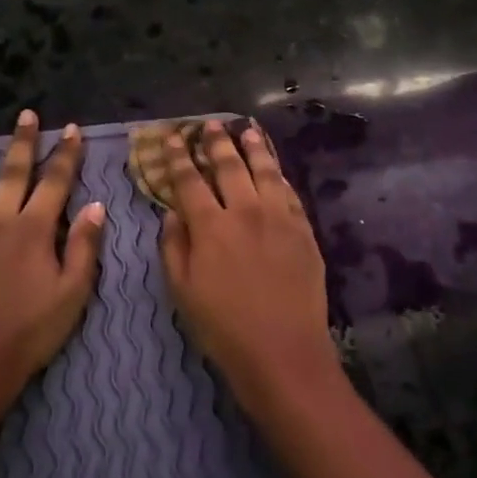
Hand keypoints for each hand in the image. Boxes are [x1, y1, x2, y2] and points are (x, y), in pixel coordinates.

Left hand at [0, 110, 104, 399]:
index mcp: (34, 229)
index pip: (55, 181)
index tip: (71, 129)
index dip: (66, 154)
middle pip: (12, 172)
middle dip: (22, 141)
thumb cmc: (29, 332)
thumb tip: (97, 206)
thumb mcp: (72, 294)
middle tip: (26, 114)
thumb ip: (85, 247)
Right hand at [159, 120, 345, 420]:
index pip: (190, 180)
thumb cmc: (223, 328)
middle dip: (217, 142)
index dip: (180, 157)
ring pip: (265, 171)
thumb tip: (172, 213)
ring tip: (247, 129)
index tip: (174, 137)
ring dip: (253, 147)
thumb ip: (174, 246)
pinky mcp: (304, 230)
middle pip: (229, 166)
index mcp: (211, 226)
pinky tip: (275, 168)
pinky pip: (289, 192)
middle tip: (210, 125)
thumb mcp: (182, 291)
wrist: (283, 352)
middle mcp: (245, 211)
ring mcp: (280, 218)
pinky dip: (279, 174)